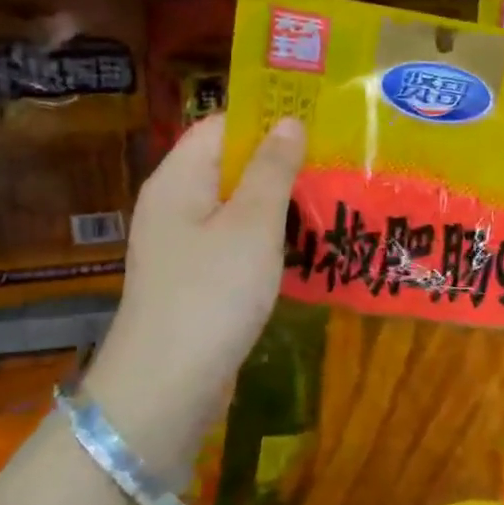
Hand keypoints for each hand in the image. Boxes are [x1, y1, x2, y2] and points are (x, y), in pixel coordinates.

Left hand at [85, 114, 305, 485]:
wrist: (167, 386)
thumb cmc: (211, 294)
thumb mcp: (252, 226)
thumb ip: (272, 170)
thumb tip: (289, 121)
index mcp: (179, 179)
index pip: (221, 125)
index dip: (267, 118)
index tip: (319, 122)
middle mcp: (174, 204)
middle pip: (229, 165)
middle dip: (280, 163)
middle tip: (336, 164)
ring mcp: (183, 244)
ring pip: (236, 207)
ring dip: (278, 203)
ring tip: (330, 200)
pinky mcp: (196, 279)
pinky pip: (235, 242)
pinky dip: (267, 239)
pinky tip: (303, 247)